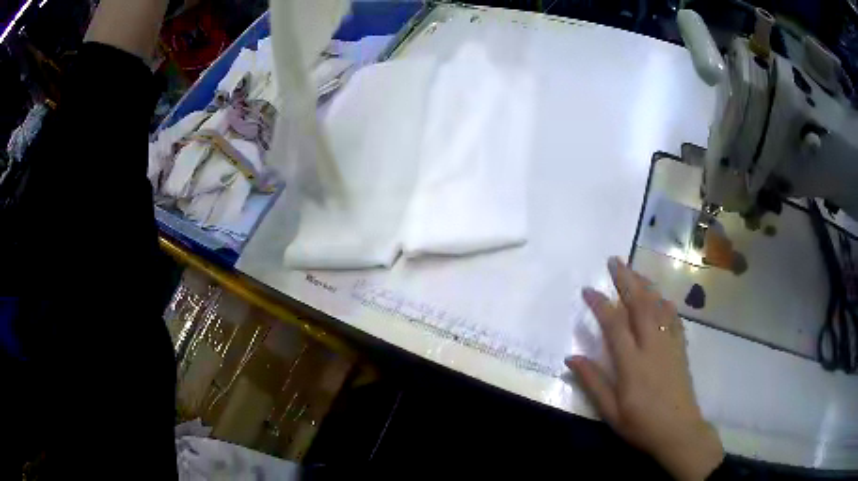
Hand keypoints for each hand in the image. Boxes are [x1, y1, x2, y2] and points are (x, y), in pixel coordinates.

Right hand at [567, 257, 723, 480]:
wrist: (679, 431)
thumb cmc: (642, 425)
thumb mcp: (611, 411)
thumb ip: (593, 382)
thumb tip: (571, 357)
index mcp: (632, 363)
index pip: (614, 324)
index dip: (600, 304)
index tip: (588, 289)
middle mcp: (652, 346)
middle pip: (640, 304)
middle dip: (626, 279)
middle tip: (614, 260)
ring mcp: (670, 344)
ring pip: (658, 306)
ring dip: (645, 285)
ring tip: (634, 270)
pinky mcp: (681, 348)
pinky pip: (674, 318)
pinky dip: (665, 303)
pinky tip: (661, 297)